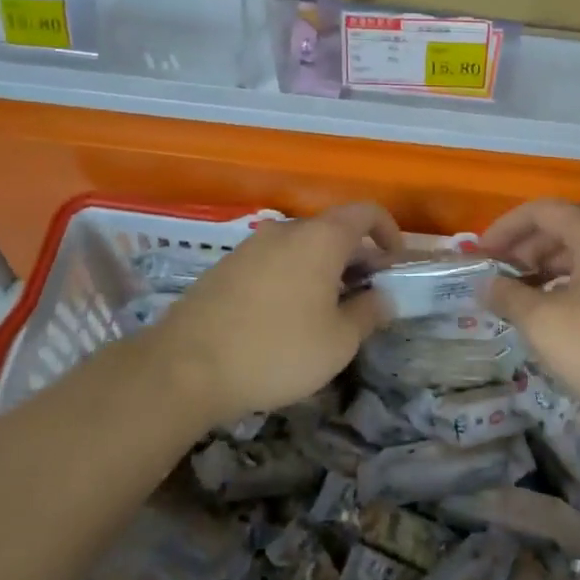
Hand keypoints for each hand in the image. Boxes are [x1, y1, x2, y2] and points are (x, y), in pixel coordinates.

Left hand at [149, 202, 402, 425]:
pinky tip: (286, 317)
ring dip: (323, 268)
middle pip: (333, 230)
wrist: (184, 368)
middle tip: (365, 294)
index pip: (366, 212)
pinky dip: (292, 276)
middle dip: (357, 256)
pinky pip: (273, 261)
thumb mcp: (338, 342)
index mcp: (321, 238)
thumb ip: (368, 314)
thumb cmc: (276, 351)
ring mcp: (251, 246)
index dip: (389, 230)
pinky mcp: (225, 267)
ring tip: (327, 309)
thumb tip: (383, 298)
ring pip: (301, 247)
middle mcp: (286, 230)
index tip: (395, 262)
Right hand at [482, 199, 579, 440]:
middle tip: (496, 278)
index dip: (506, 227)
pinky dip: (565, 287)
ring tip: (517, 299)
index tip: (481, 255)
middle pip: (561, 229)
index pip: (542, 211)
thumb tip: (484, 284)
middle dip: (523, 248)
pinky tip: (551, 317)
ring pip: (578, 256)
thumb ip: (508, 296)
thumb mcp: (543, 323)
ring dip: (543, 270)